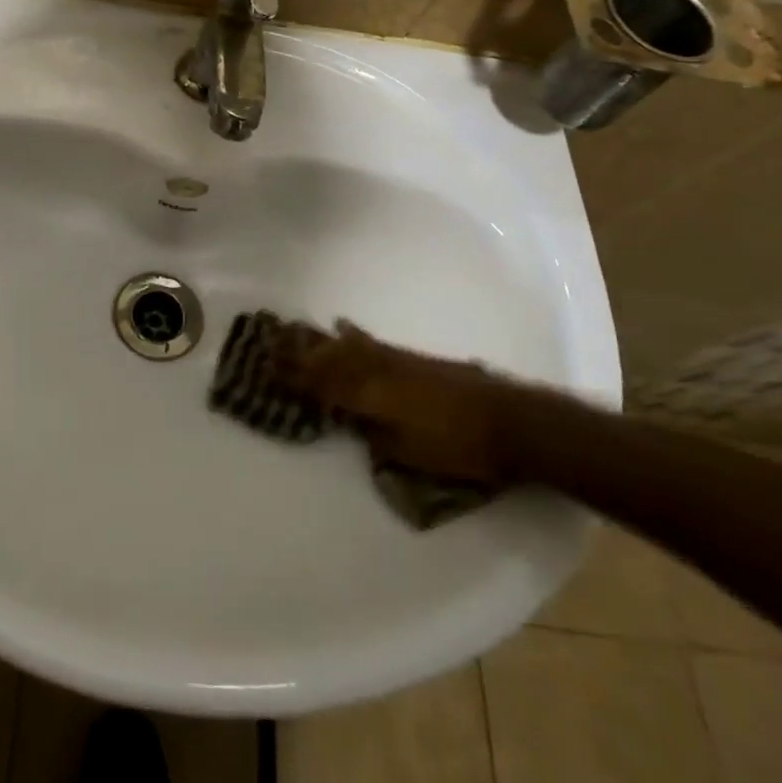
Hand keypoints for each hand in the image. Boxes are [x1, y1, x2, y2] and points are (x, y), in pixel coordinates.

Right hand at [271, 321, 521, 485]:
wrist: (514, 422)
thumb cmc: (460, 447)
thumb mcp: (410, 453)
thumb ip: (375, 435)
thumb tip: (355, 421)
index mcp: (371, 396)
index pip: (323, 384)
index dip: (295, 377)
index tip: (266, 368)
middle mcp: (378, 371)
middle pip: (331, 359)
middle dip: (300, 353)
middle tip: (272, 342)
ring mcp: (397, 361)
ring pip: (349, 346)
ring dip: (321, 340)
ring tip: (297, 330)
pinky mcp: (415, 359)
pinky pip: (372, 343)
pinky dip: (353, 336)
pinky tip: (345, 329)